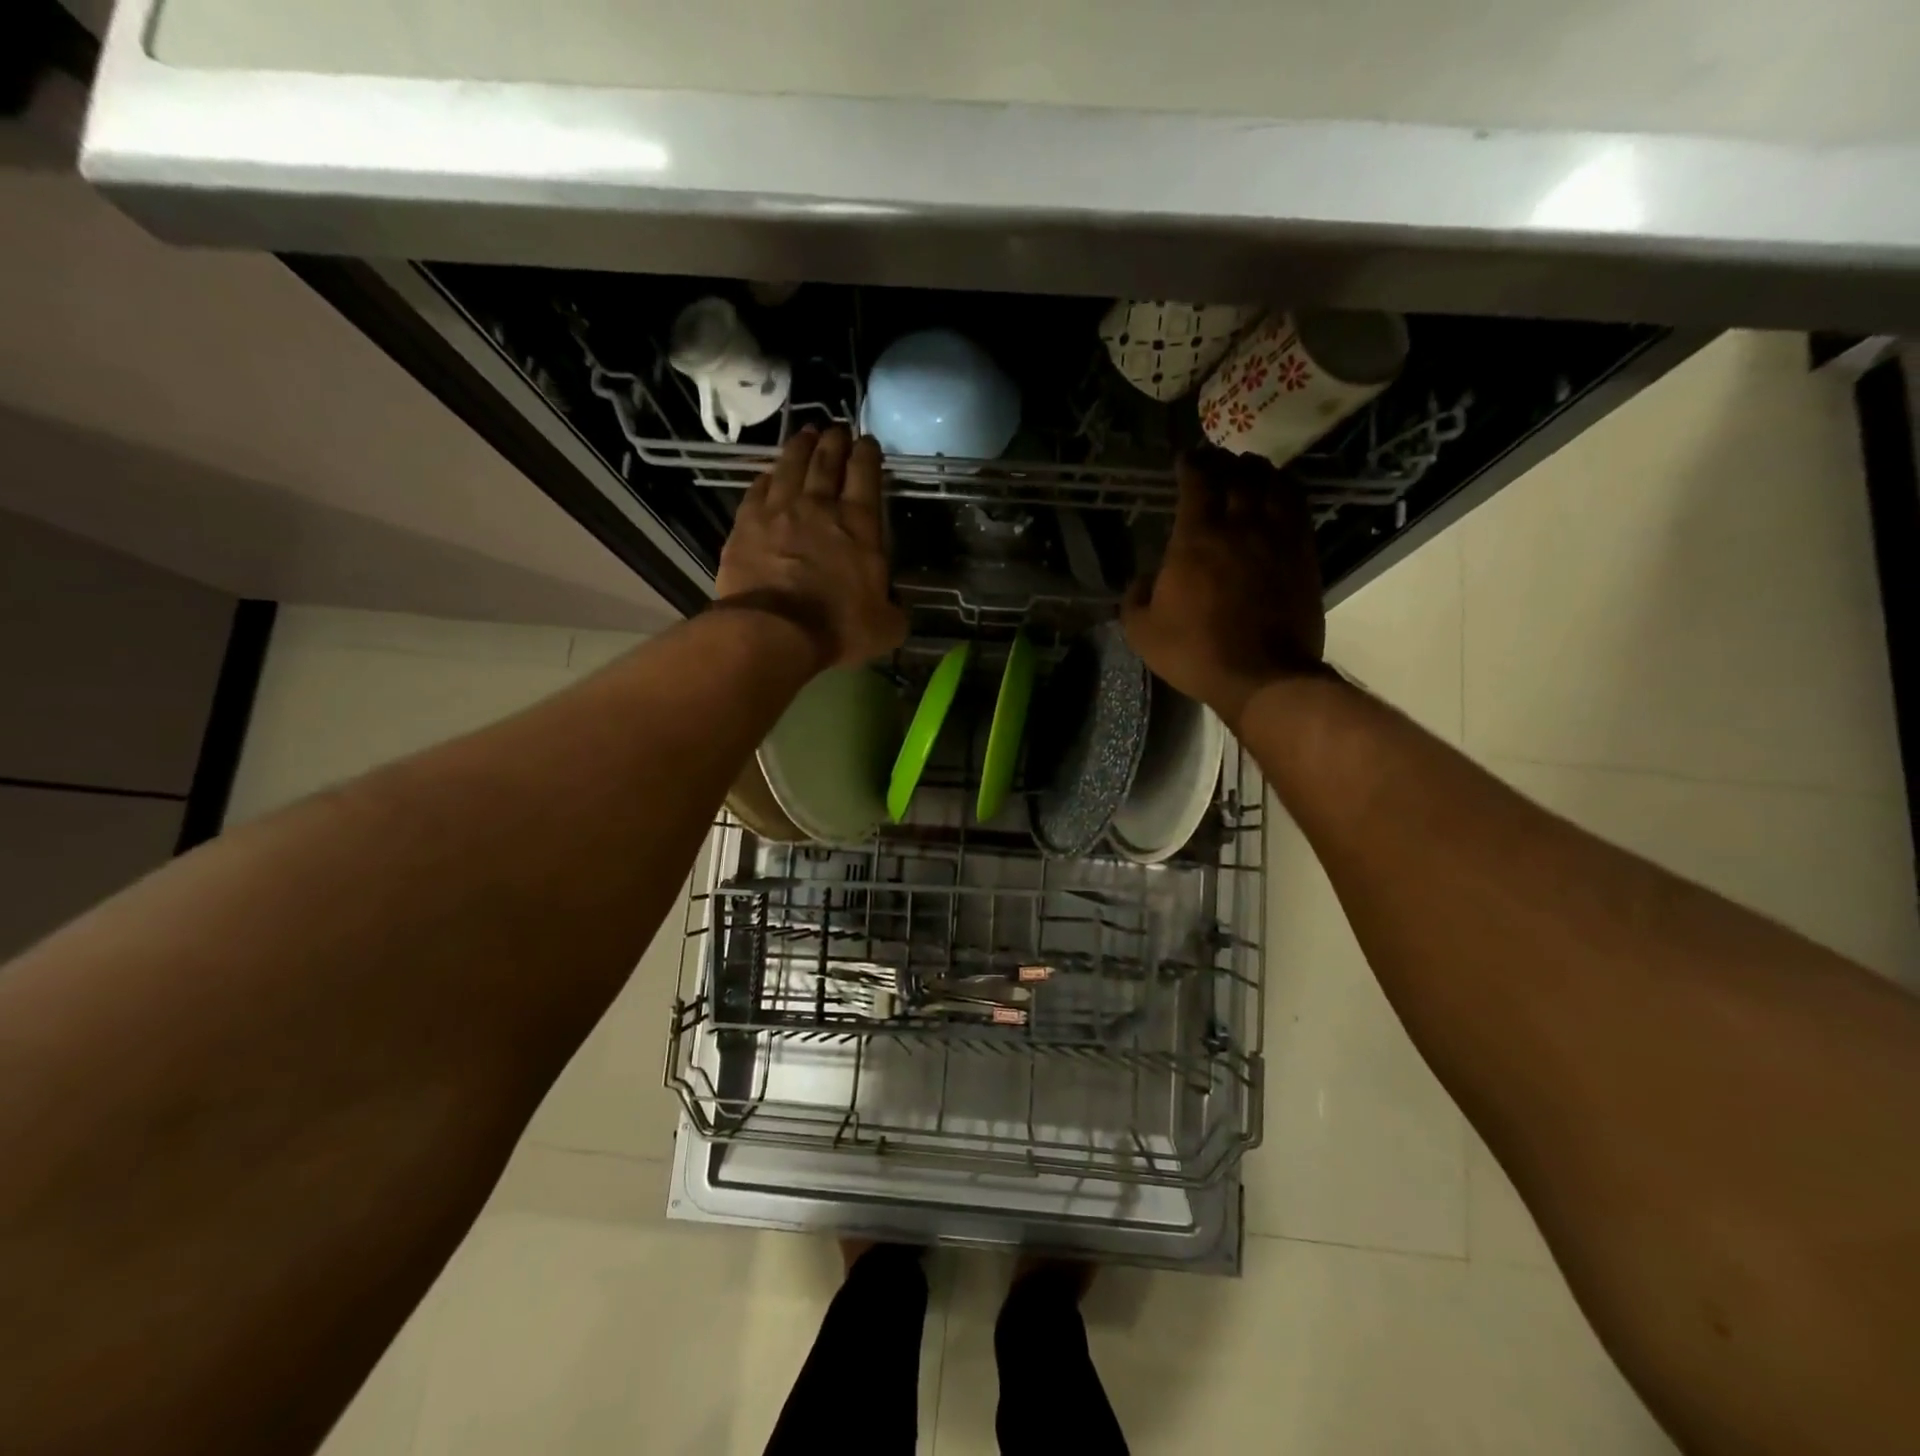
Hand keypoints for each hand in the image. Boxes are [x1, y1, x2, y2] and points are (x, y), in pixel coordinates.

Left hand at [716, 426, 907, 668]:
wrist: (774, 632)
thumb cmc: (838, 628)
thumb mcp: (887, 626)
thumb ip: (894, 608)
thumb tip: (894, 603)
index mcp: (859, 525)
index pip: (865, 474)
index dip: (868, 453)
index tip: (868, 441)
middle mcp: (819, 506)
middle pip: (827, 461)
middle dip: (834, 440)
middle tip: (837, 429)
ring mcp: (778, 511)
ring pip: (790, 465)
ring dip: (800, 446)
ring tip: (806, 434)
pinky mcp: (746, 524)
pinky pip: (758, 489)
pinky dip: (767, 476)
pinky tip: (769, 473)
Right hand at [1121, 447, 1325, 728]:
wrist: (1261, 676)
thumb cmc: (1195, 652)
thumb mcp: (1142, 632)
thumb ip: (1134, 598)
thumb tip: (1142, 580)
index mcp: (1196, 539)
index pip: (1196, 483)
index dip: (1190, 464)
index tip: (1185, 458)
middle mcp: (1240, 526)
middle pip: (1237, 475)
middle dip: (1224, 460)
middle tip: (1215, 457)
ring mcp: (1277, 538)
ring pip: (1273, 485)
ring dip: (1258, 471)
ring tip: (1249, 468)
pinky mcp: (1304, 555)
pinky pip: (1299, 507)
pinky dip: (1288, 491)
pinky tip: (1281, 493)